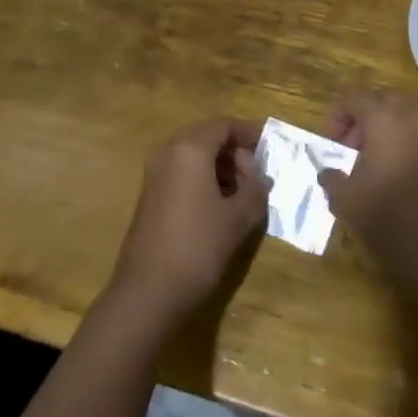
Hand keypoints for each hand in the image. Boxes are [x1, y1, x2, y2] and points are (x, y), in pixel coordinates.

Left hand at [111, 118, 270, 320]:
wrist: (148, 292)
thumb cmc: (198, 246)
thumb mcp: (239, 218)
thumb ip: (256, 189)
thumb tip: (261, 177)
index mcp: (190, 148)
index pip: (224, 125)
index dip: (249, 134)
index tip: (269, 149)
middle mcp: (168, 151)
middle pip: (207, 136)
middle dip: (234, 151)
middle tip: (256, 176)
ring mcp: (154, 173)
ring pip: (193, 155)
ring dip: (219, 166)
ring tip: (242, 193)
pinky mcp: (149, 194)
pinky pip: (181, 172)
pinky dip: (202, 178)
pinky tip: (219, 205)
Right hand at [317, 89, 417, 264]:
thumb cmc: (387, 211)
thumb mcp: (346, 199)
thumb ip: (331, 178)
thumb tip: (327, 172)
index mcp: (383, 117)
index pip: (353, 98)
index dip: (335, 117)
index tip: (328, 144)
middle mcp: (409, 116)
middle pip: (379, 102)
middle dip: (360, 120)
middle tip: (347, 148)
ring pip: (399, 119)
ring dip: (379, 133)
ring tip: (364, 165)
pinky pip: (412, 136)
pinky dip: (396, 145)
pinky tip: (385, 176)